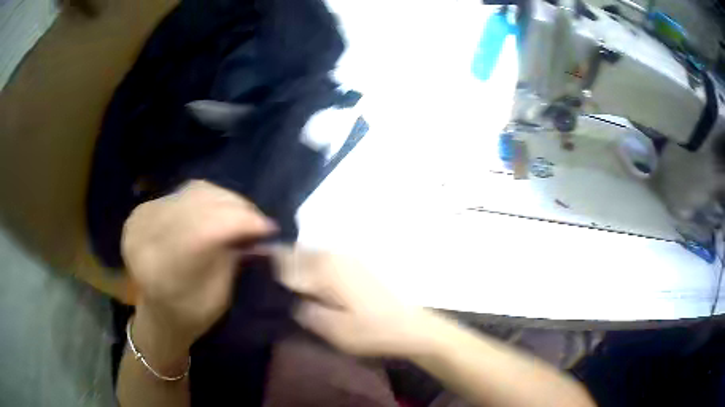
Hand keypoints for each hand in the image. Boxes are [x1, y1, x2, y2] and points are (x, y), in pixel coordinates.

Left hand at [122, 180, 275, 348]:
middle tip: (258, 220)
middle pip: (200, 203)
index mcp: (162, 270)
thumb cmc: (190, 315)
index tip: (270, 228)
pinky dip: (207, 198)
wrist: (157, 311)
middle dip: (237, 208)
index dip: (241, 222)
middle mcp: (146, 235)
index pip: (206, 229)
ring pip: (194, 191)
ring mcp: (142, 217)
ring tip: (240, 214)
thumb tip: (256, 228)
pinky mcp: (143, 209)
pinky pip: (183, 192)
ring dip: (224, 200)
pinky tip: (217, 211)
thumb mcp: (218, 297)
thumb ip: (233, 258)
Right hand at [273, 248, 433, 357]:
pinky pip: (326, 257)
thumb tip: (290, 299)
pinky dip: (313, 264)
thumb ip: (305, 312)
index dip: (267, 262)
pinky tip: (311, 280)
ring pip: (312, 253)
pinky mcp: (359, 264)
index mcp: (325, 270)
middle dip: (281, 259)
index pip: (286, 260)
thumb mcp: (333, 330)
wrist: (412, 327)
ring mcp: (349, 258)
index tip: (254, 265)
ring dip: (297, 261)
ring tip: (285, 277)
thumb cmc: (372, 331)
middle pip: (298, 252)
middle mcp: (334, 256)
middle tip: (266, 273)